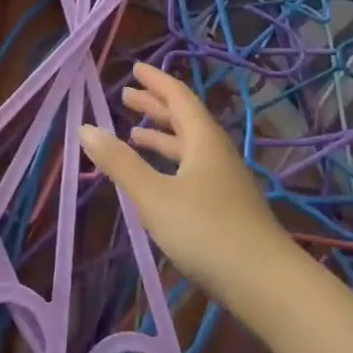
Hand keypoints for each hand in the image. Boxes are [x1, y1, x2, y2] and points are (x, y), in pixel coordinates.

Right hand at [78, 62, 292, 300]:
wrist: (266, 283)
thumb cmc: (206, 231)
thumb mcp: (154, 196)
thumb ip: (120, 163)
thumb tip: (86, 128)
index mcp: (203, 139)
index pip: (178, 96)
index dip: (156, 81)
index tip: (136, 69)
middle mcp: (216, 152)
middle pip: (184, 119)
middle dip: (155, 106)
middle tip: (126, 97)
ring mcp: (224, 180)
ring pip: (189, 146)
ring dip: (162, 136)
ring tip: (134, 134)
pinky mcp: (227, 206)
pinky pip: (193, 168)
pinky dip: (171, 162)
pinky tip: (159, 178)